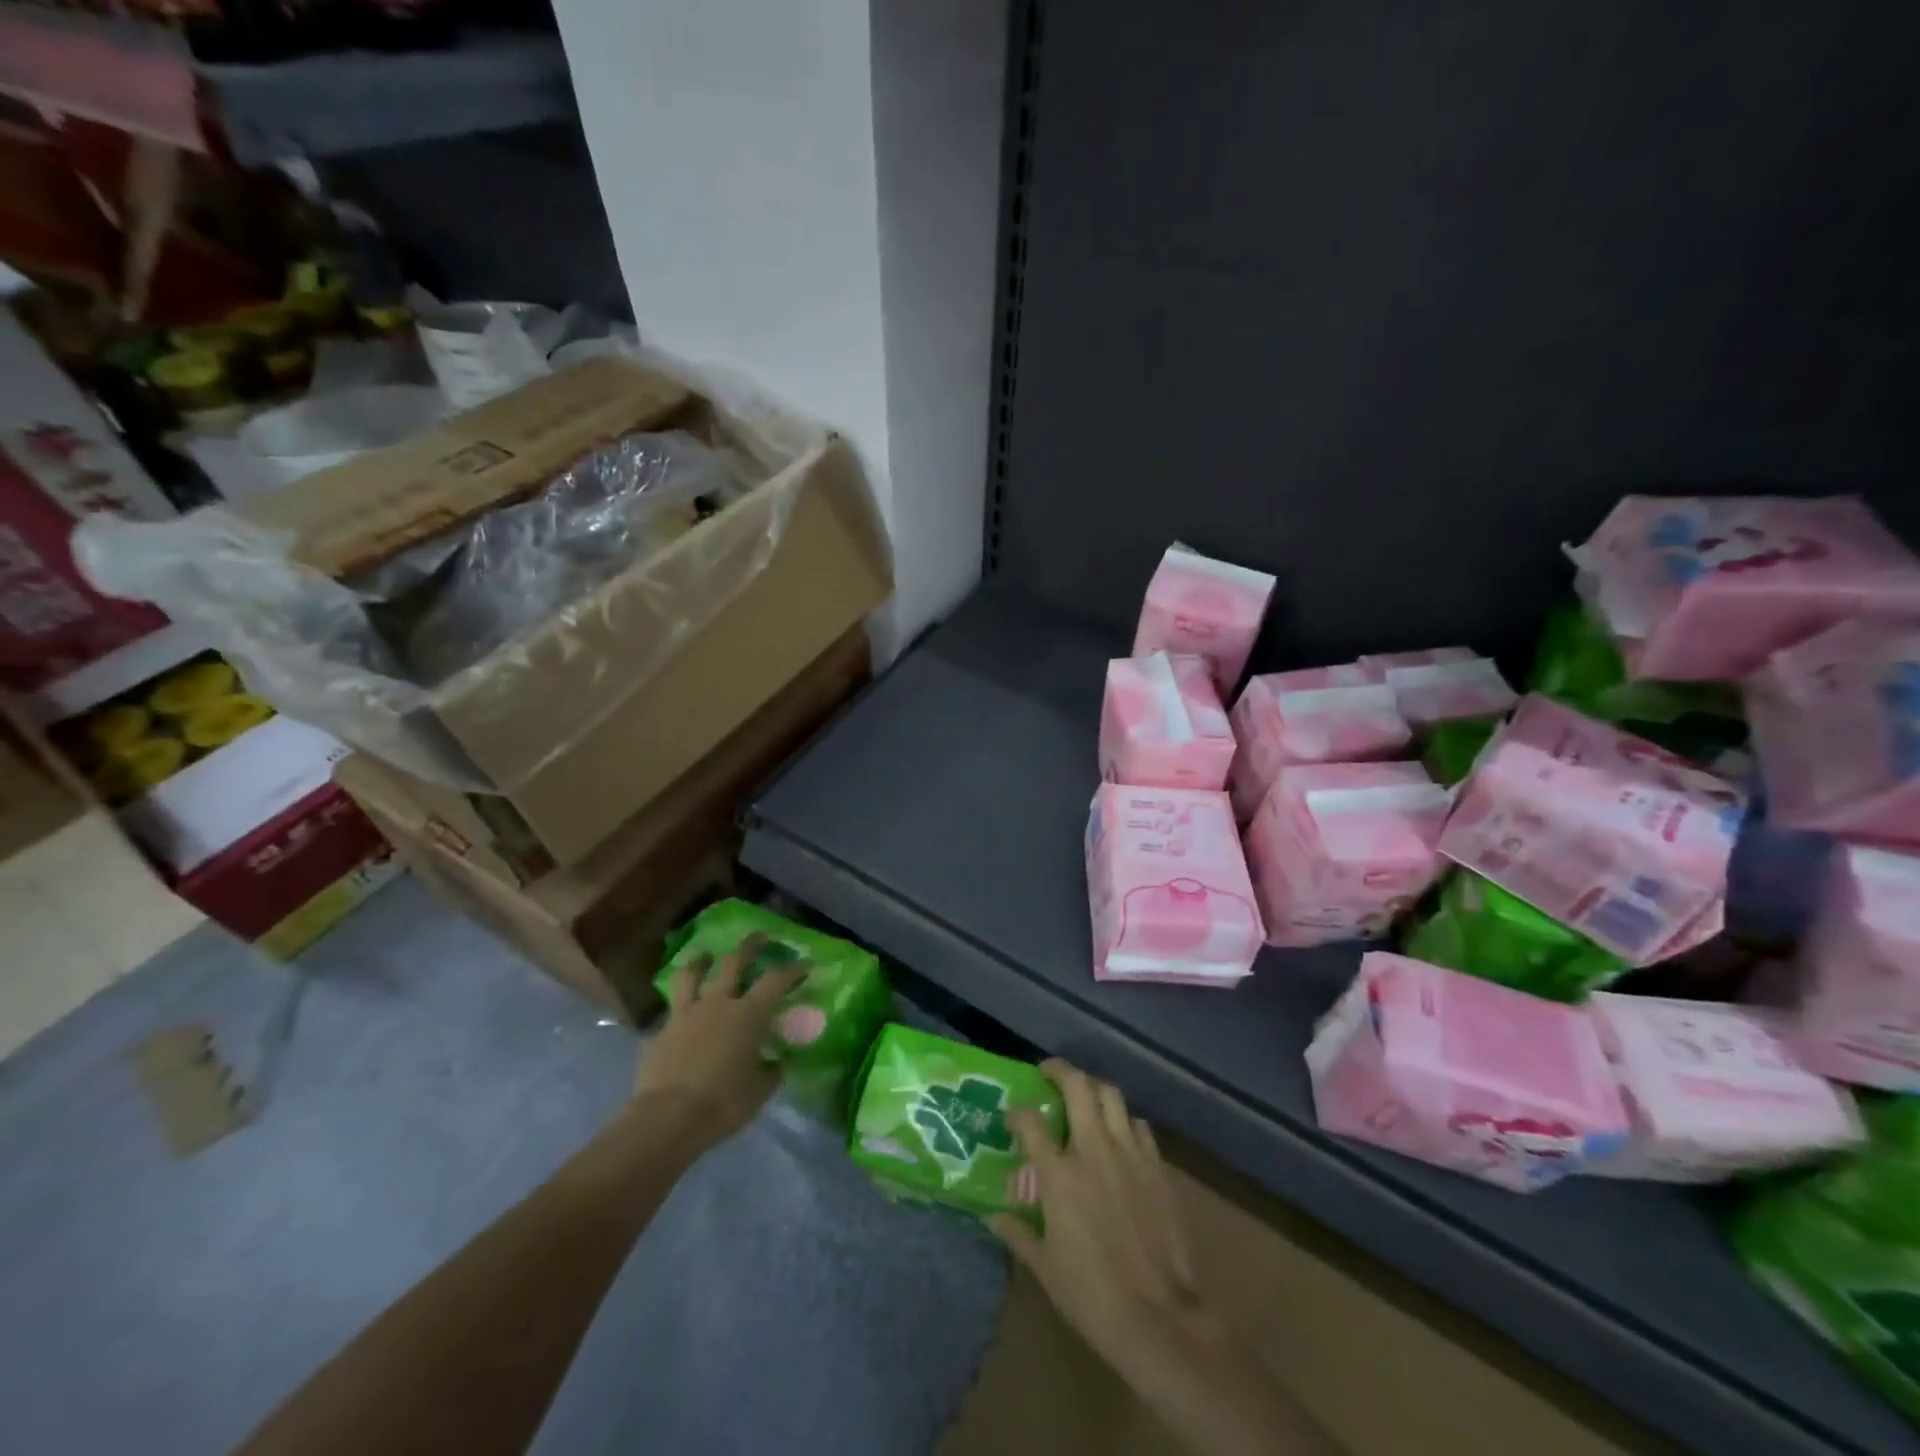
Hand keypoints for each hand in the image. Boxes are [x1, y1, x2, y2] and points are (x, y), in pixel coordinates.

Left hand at [633, 936, 805, 1152]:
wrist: (668, 1118)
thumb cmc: (723, 1103)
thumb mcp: (759, 1091)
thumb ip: (770, 1071)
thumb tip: (777, 1063)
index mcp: (749, 1014)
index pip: (776, 980)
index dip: (792, 969)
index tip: (804, 964)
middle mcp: (718, 1003)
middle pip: (734, 962)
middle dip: (749, 946)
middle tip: (759, 937)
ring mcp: (686, 1014)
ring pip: (691, 975)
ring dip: (700, 961)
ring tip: (704, 956)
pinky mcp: (660, 1032)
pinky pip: (671, 1011)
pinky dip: (679, 1008)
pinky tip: (681, 1016)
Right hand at [989, 1060, 1209, 1377]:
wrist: (1159, 1319)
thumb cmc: (1092, 1296)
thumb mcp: (1045, 1268)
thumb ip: (1018, 1234)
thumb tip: (994, 1216)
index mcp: (1059, 1174)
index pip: (1030, 1122)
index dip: (1018, 1113)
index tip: (1013, 1116)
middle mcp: (1093, 1150)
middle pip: (1077, 1086)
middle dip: (1060, 1070)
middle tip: (1049, 1072)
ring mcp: (1130, 1154)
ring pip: (1112, 1096)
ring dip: (1094, 1089)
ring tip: (1085, 1096)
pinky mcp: (1158, 1168)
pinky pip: (1140, 1127)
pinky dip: (1125, 1123)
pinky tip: (1120, 1137)